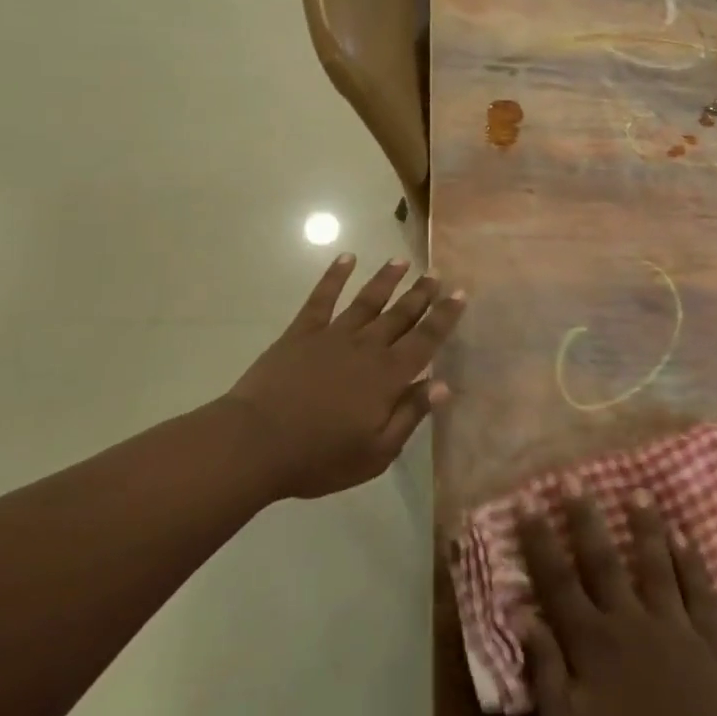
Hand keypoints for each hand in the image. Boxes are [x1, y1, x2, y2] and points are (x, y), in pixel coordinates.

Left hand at [225, 254, 465, 499]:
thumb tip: (443, 384)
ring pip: (367, 300)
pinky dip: (335, 276)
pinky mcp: (302, 332)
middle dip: (421, 294)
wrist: (256, 443)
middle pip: (400, 315)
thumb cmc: (319, 457)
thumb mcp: (376, 452)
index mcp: (388, 376)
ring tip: (401, 261)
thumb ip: (410, 415)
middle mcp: (366, 347)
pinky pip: (322, 298)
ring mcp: (333, 335)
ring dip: (386, 279)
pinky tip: (346, 258)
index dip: (444, 317)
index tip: (460, 294)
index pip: (425, 340)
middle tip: (436, 273)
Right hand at [518, 491, 716, 715]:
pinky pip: (699, 590)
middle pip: (602, 560)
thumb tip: (521, 614)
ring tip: (638, 491)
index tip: (527, 501)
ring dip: (645, 527)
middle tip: (574, 478)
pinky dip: (691, 561)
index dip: (539, 540)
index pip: (557, 581)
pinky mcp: (711, 642)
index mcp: (592, 643)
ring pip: (655, 564)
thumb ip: (545, 672)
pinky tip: (685, 535)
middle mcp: (630, 621)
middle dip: (585, 518)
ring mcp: (674, 626)